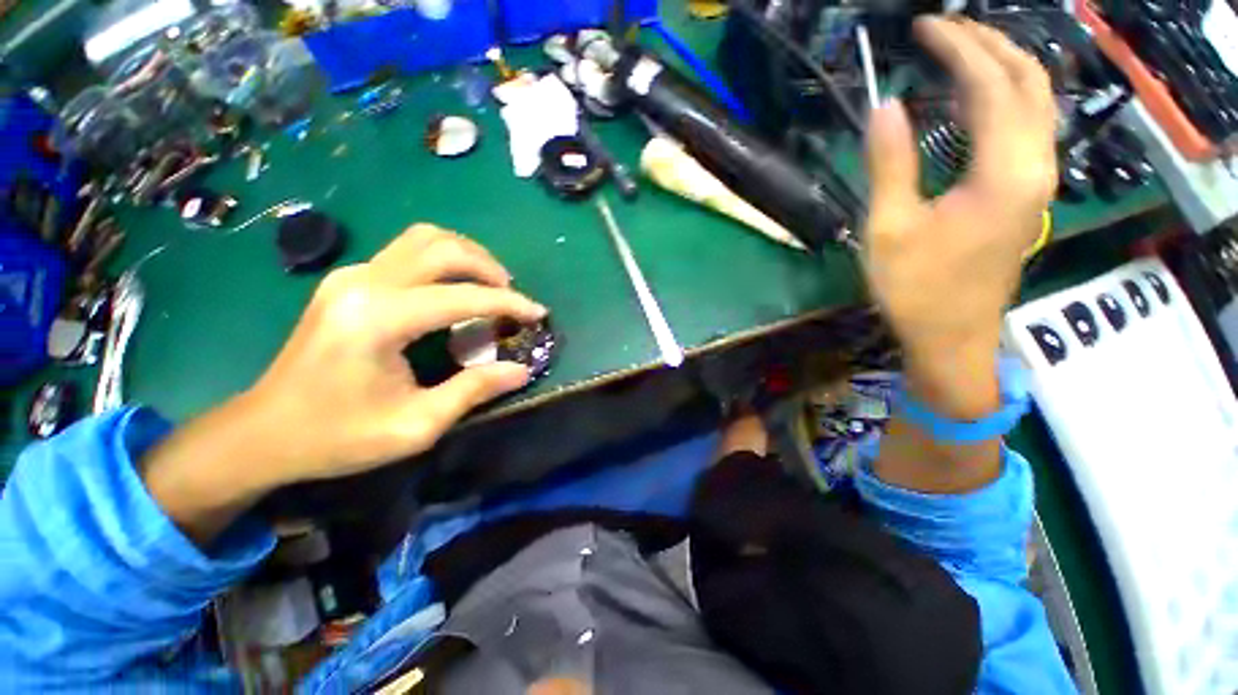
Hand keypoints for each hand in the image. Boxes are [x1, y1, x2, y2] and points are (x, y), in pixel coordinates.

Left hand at [244, 224, 546, 483]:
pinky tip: (454, 289)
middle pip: (441, 247)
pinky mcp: (348, 281)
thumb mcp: (415, 425)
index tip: (538, 313)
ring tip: (489, 285)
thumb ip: (473, 391)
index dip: (509, 304)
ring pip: (423, 239)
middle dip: (488, 267)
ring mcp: (351, 276)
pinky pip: (406, 252)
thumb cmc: (337, 436)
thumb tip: (521, 370)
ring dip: (466, 256)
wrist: (263, 432)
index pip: (461, 297)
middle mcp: (363, 283)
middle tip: (512, 295)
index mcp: (378, 319)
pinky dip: (442, 262)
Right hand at [863, 17, 1057, 358]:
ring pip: (1037, 100)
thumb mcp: (890, 228)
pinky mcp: (1029, 192)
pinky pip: (1029, 125)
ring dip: (1003, 65)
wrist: (952, 335)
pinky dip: (1006, 96)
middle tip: (943, 30)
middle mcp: (1035, 166)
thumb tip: (885, 106)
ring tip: (961, 51)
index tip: (923, 27)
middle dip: (987, 44)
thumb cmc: (916, 288)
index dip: (957, 48)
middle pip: (1028, 80)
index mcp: (1004, 172)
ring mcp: (1038, 179)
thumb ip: (890, 165)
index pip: (991, 84)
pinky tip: (977, 97)